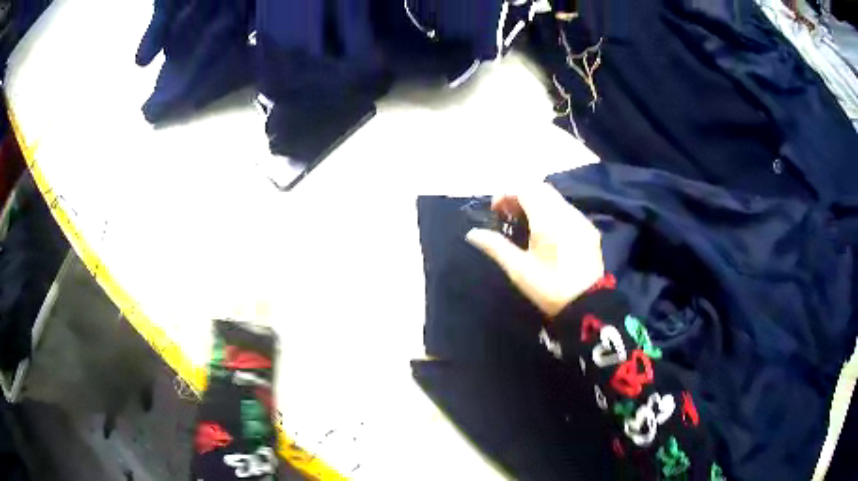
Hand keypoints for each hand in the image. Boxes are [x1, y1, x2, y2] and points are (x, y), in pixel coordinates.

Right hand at [465, 183, 603, 317]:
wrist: (588, 304)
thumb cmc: (550, 287)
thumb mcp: (519, 270)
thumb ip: (496, 247)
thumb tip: (473, 233)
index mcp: (548, 219)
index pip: (525, 189)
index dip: (506, 194)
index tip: (495, 211)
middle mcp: (566, 212)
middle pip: (540, 188)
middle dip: (520, 194)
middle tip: (507, 214)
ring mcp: (580, 219)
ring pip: (555, 197)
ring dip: (536, 201)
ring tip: (524, 222)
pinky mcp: (588, 229)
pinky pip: (566, 209)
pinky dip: (551, 210)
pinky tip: (546, 231)